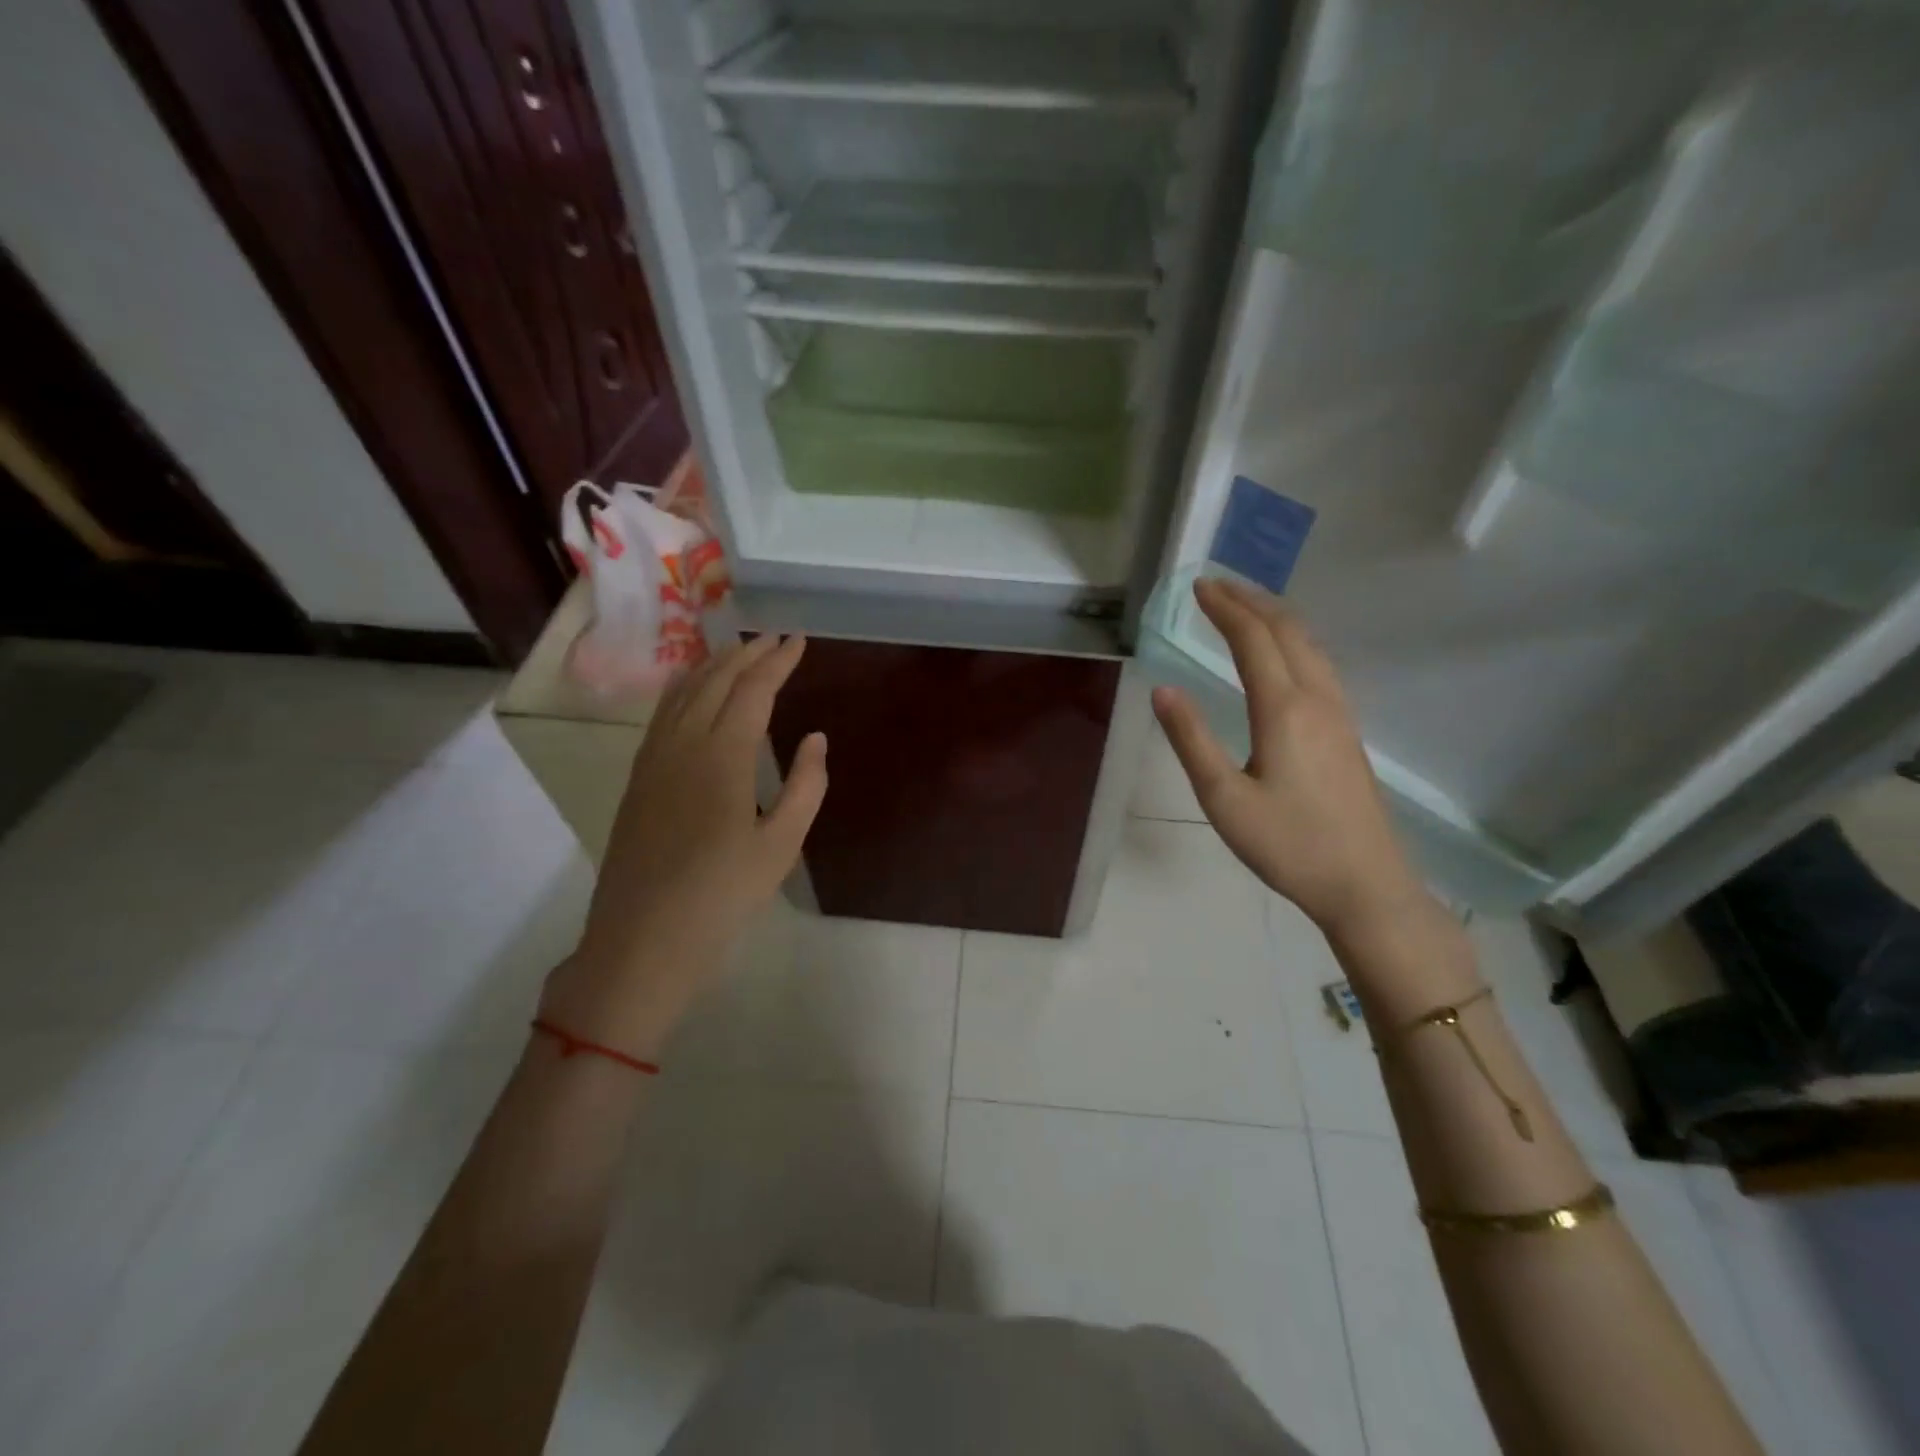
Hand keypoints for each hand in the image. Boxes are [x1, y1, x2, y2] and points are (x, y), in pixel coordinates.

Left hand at [540, 635, 827, 1058]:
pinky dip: (684, 688)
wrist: (643, 939)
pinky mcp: (638, 778)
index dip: (777, 661)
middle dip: (746, 653)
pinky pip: (663, 714)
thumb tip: (816, 738)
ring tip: (737, 650)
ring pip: (683, 692)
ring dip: (713, 665)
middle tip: (774, 638)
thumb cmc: (723, 896)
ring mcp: (653, 759)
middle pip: (715, 680)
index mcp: (723, 757)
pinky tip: (692, 690)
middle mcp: (683, 744)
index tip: (798, 641)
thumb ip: (805, 786)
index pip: (753, 690)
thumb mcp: (782, 846)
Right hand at [1151, 579, 1434, 940]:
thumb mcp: (1224, 798)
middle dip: (1251, 601)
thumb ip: (1192, 740)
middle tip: (1217, 586)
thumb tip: (1163, 690)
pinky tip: (1284, 655)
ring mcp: (1340, 714)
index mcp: (1283, 709)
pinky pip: (1320, 665)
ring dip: (1276, 618)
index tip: (1198, 587)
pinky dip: (1294, 641)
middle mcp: (1317, 699)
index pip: (1253, 640)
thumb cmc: (1288, 845)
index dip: (1225, 609)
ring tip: (1247, 607)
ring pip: (1310, 645)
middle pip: (1288, 631)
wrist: (1365, 884)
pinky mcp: (1348, 732)